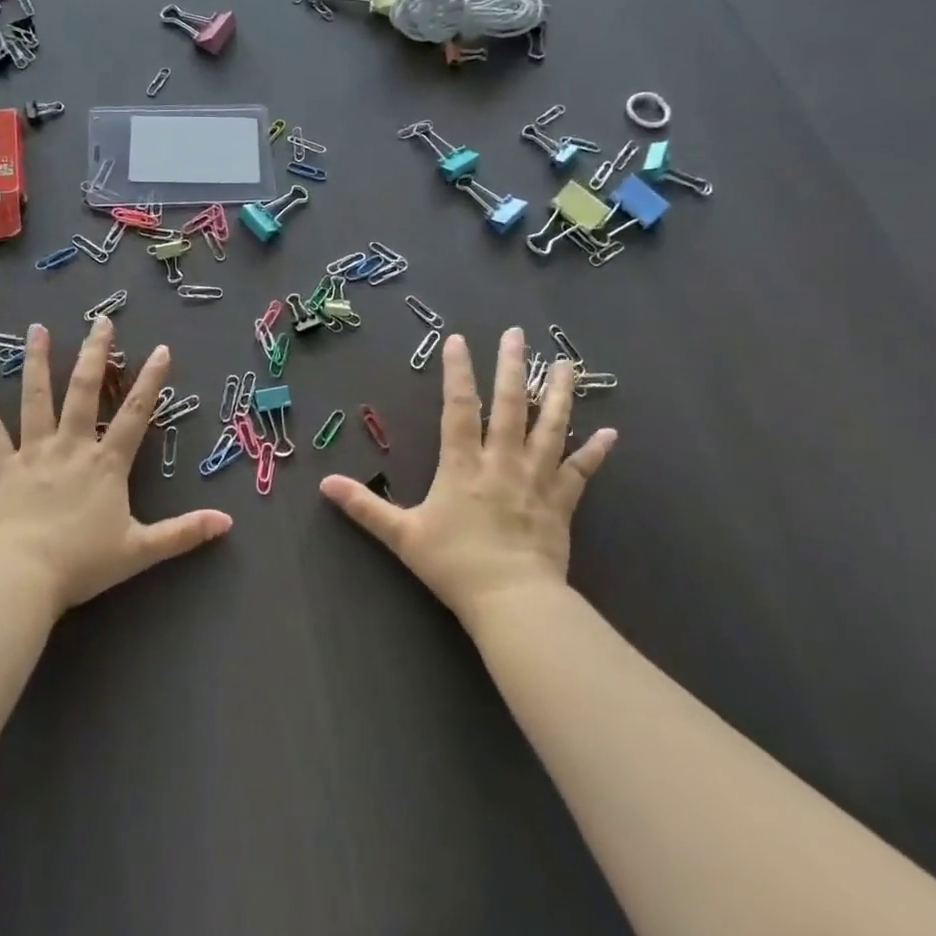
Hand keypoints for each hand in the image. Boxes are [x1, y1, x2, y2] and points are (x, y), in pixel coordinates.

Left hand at [0, 316, 231, 611]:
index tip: (160, 349)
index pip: (135, 413)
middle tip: (100, 320)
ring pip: (36, 399)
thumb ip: (183, 533)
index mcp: (106, 463)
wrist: (22, 577)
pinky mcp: (2, 469)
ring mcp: (34, 453)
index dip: (150, 380)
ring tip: (37, 329)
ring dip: (37, 362)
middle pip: (84, 391)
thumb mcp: (140, 550)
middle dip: (94, 353)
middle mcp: (71, 446)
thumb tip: (227, 522)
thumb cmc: (82, 563)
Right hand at [320, 328, 616, 622]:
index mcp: (462, 464)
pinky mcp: (561, 502)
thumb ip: (365, 507)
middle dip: (512, 367)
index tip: (459, 340)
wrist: (511, 601)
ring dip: (559, 395)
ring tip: (567, 364)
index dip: (458, 372)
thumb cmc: (454, 564)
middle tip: (517, 334)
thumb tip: (325, 484)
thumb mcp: (402, 535)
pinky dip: (595, 452)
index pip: (458, 407)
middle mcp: (501, 461)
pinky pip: (580, 472)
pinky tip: (610, 433)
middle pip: (509, 405)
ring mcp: (535, 479)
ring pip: (550, 428)